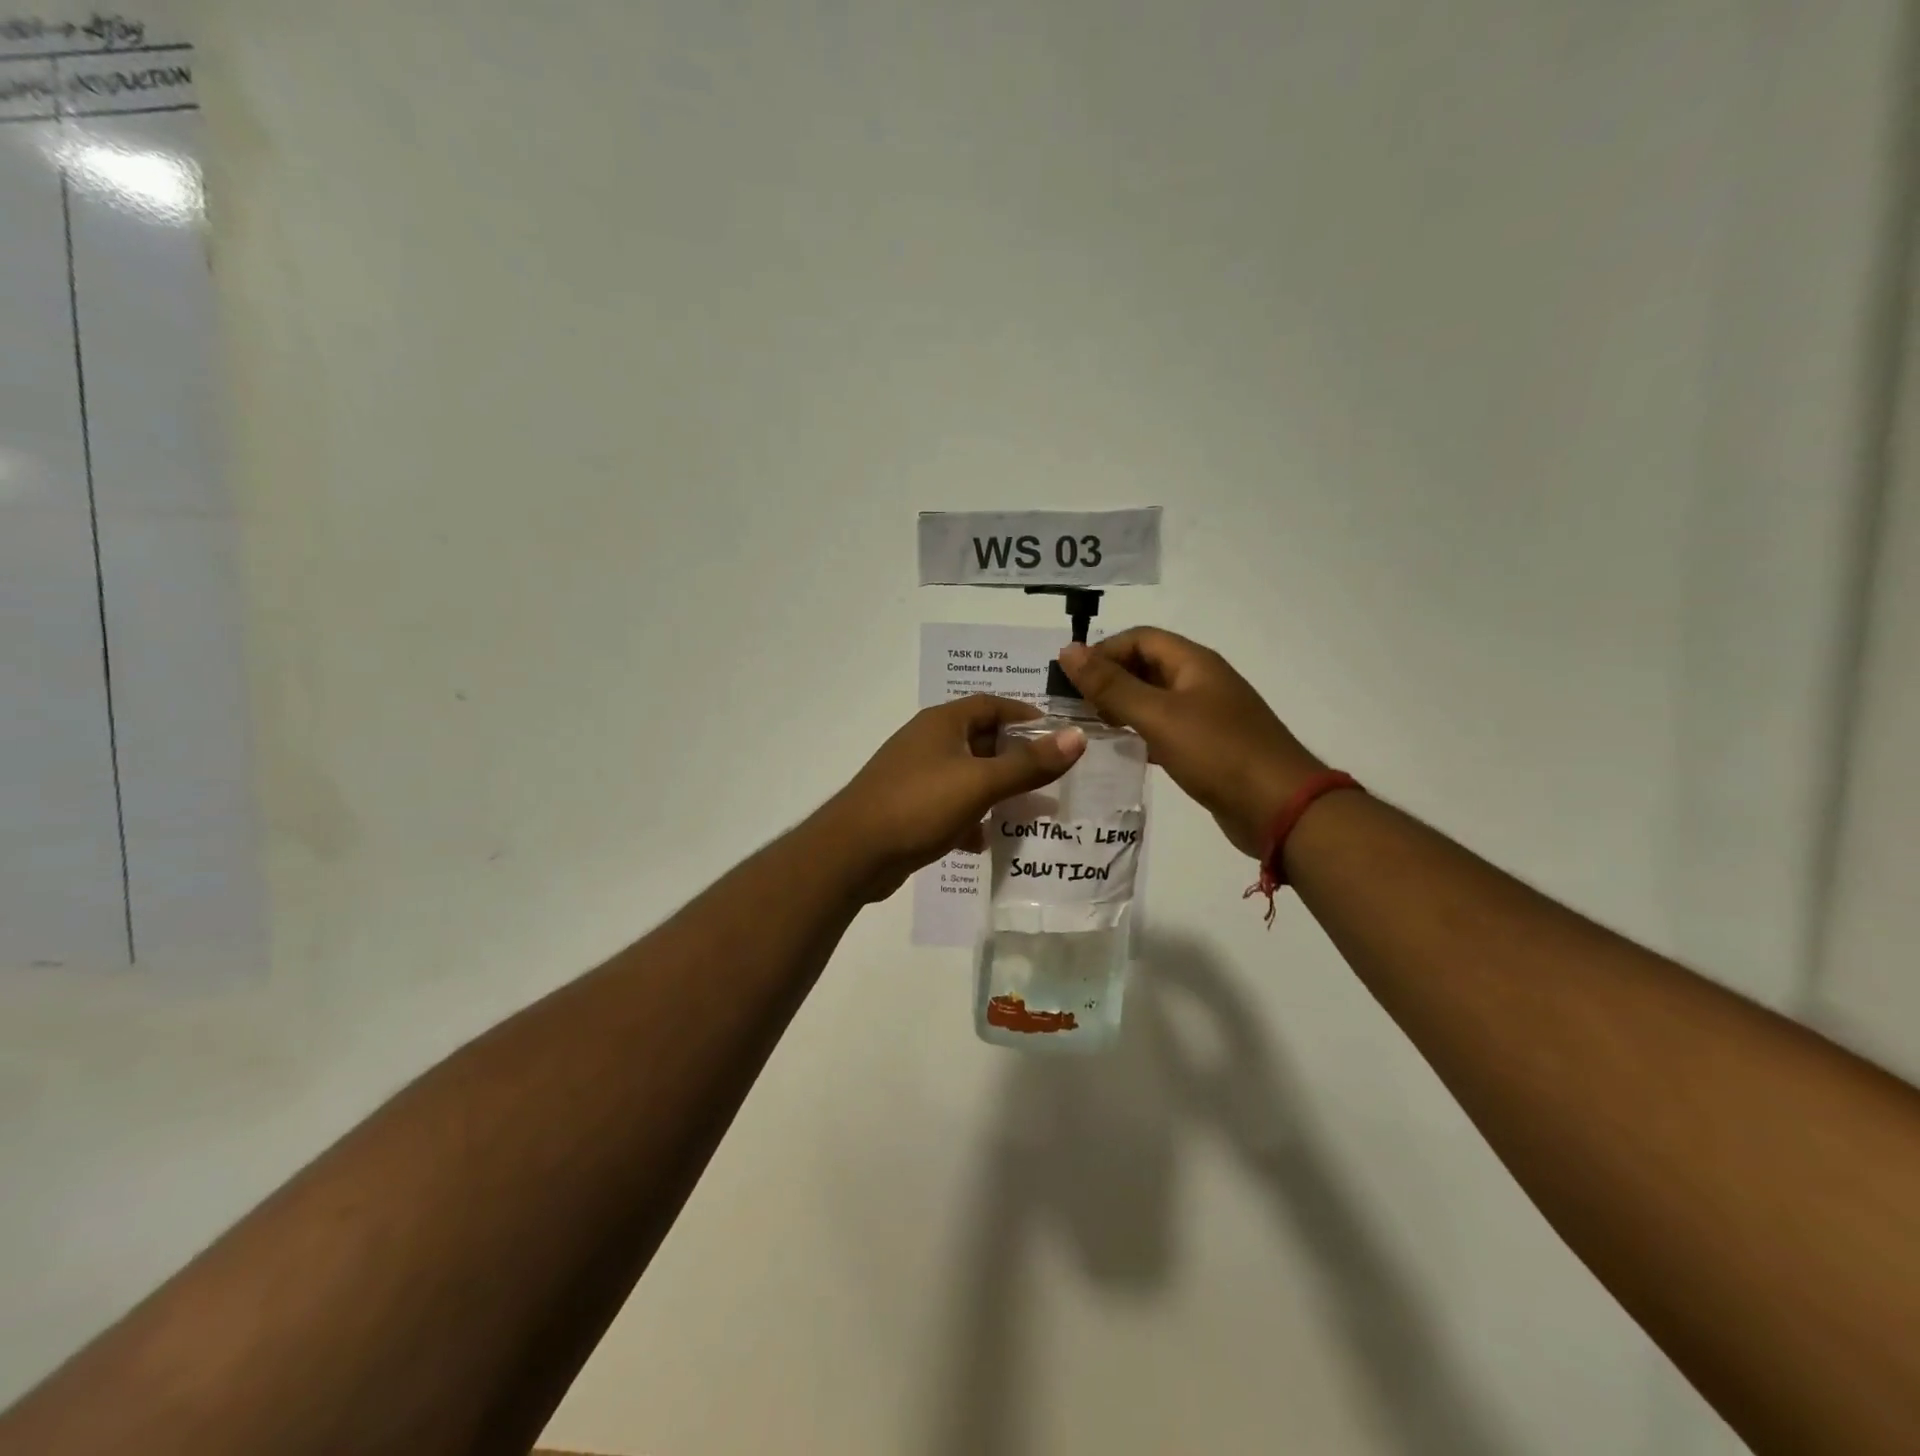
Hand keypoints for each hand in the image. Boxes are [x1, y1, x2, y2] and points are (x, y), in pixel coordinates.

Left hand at [817, 695, 1086, 900]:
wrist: (853, 853)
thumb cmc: (918, 805)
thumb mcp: (980, 782)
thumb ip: (1029, 763)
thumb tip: (1076, 737)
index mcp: (942, 723)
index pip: (990, 704)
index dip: (1024, 714)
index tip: (1057, 734)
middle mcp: (927, 742)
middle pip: (981, 740)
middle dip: (1015, 757)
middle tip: (1050, 776)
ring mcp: (915, 776)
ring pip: (967, 776)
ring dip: (995, 791)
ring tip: (1029, 810)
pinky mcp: (908, 808)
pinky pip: (949, 806)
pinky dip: (970, 818)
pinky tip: (985, 840)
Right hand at [1059, 629, 1323, 857]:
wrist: (1280, 808)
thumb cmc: (1218, 753)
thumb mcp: (1158, 716)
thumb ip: (1111, 686)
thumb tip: (1068, 650)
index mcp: (1194, 663)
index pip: (1140, 638)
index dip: (1104, 651)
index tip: (1071, 680)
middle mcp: (1201, 682)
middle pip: (1147, 666)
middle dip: (1110, 679)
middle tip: (1075, 707)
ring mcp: (1207, 715)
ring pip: (1155, 699)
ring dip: (1122, 707)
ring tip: (1090, 727)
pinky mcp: (1209, 747)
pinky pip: (1166, 728)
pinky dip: (1141, 733)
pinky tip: (1122, 750)